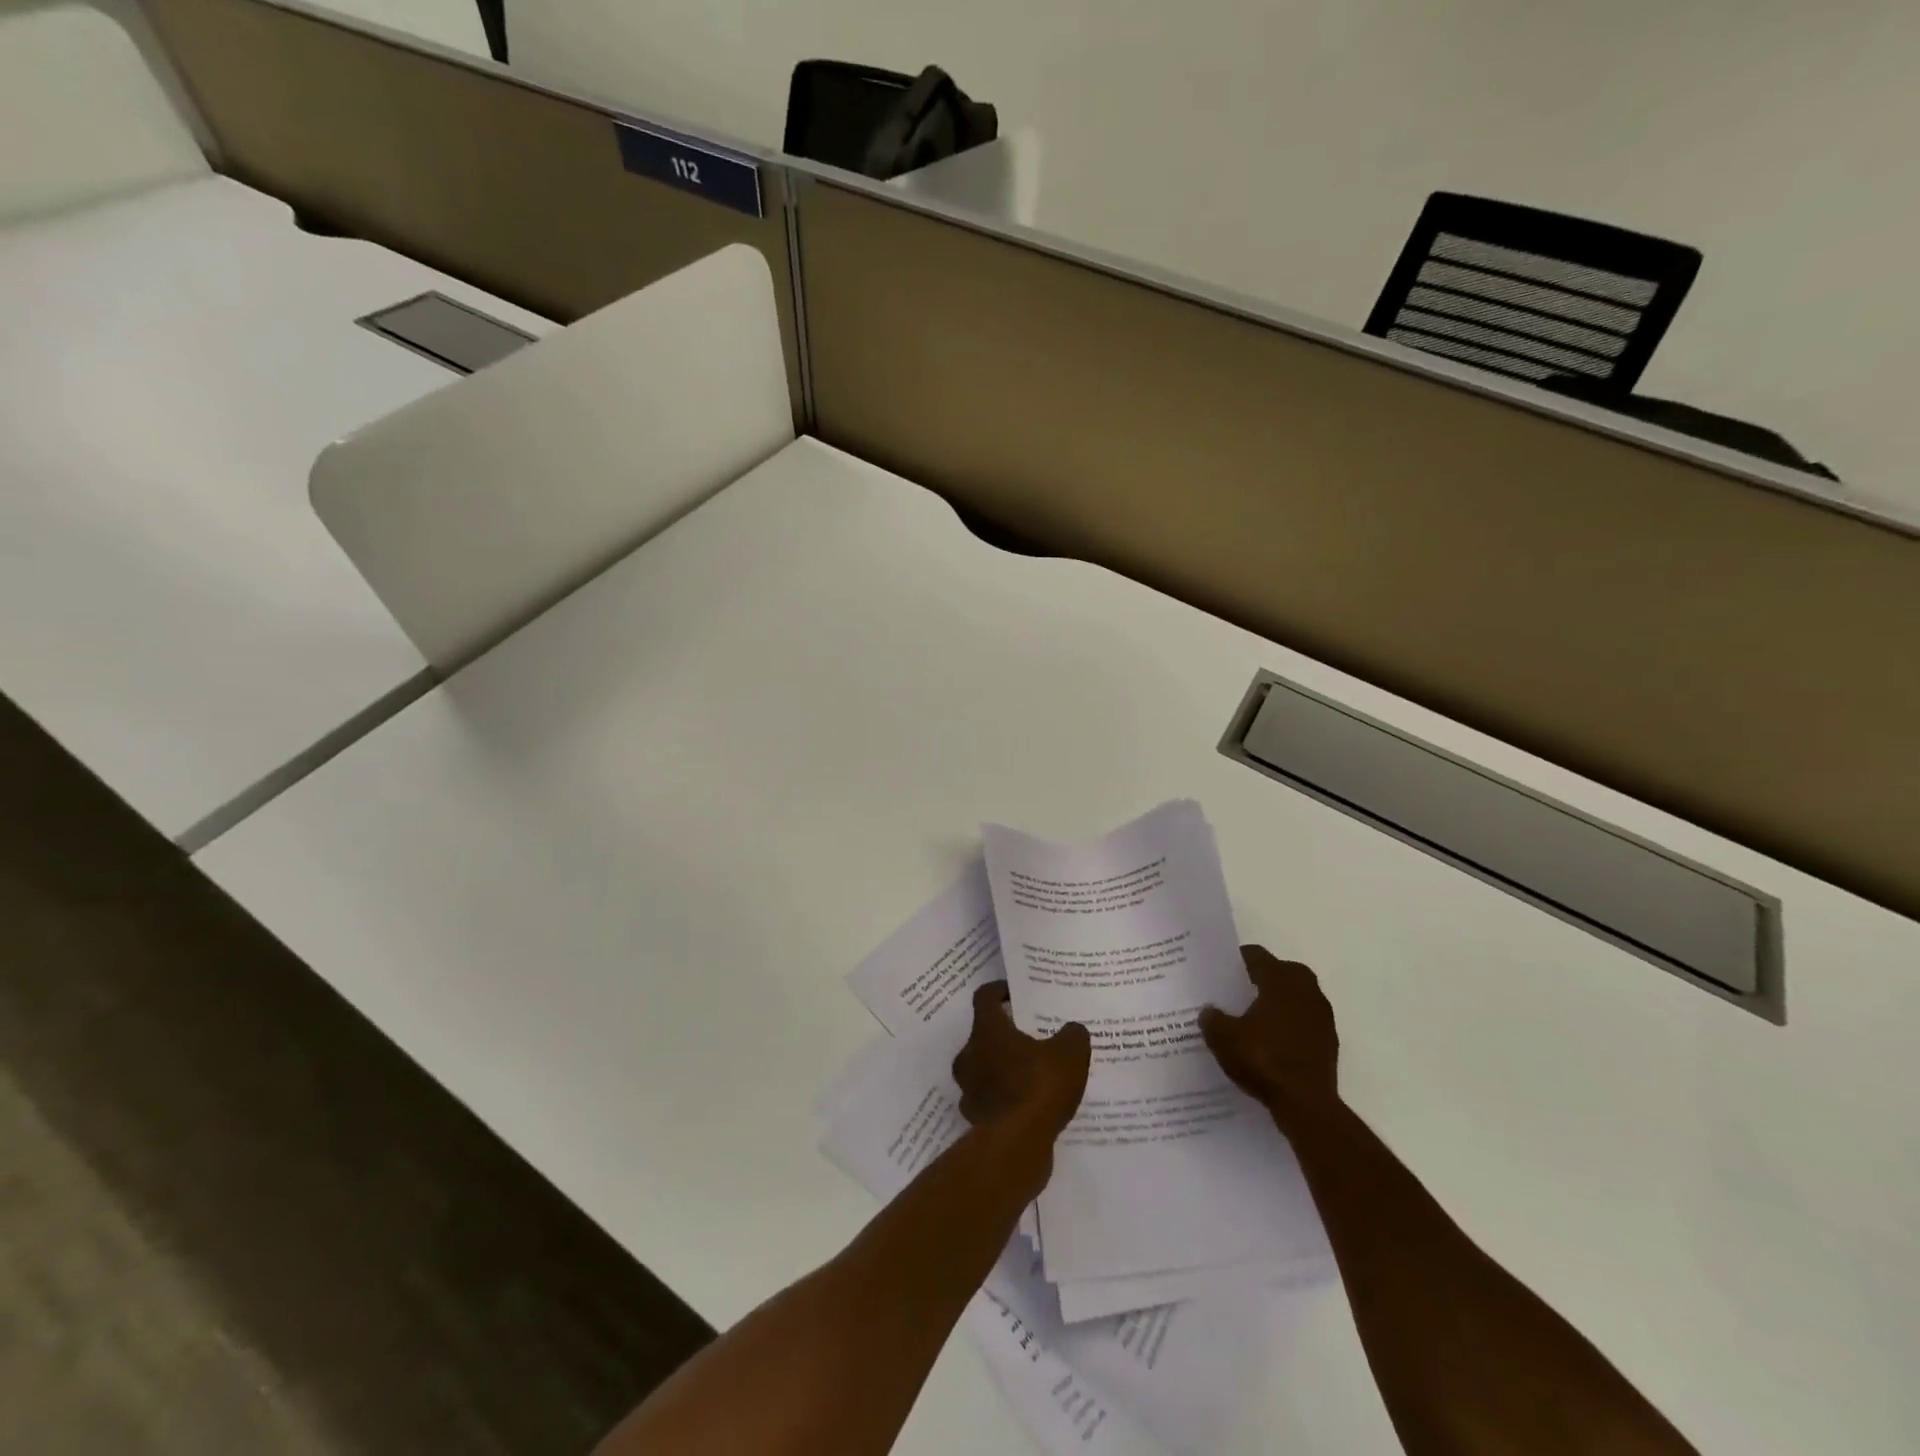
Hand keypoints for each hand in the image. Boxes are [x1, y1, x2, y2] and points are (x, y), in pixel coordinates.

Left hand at [951, 982, 1090, 1136]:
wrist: (1017, 1144)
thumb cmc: (1039, 1086)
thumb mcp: (1070, 1053)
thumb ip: (1072, 1035)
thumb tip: (1072, 1030)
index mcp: (986, 1031)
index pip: (984, 997)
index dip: (999, 991)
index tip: (1014, 993)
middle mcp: (969, 1056)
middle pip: (983, 1036)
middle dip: (1005, 1036)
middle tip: (1031, 1038)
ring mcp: (969, 1090)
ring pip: (985, 1070)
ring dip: (1004, 1069)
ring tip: (1033, 1074)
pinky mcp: (976, 1119)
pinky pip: (992, 1100)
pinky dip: (1007, 1099)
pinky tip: (1031, 1106)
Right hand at [1199, 947, 1339, 1117]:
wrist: (1306, 1105)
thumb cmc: (1263, 1059)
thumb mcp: (1223, 1038)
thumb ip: (1212, 1018)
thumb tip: (1210, 1011)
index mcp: (1280, 980)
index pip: (1257, 955)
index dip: (1237, 960)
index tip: (1221, 970)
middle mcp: (1306, 990)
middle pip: (1282, 971)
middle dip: (1262, 977)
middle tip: (1238, 990)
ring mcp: (1322, 1017)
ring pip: (1297, 997)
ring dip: (1279, 1002)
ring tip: (1253, 1018)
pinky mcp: (1329, 1042)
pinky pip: (1305, 1021)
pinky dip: (1290, 1025)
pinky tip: (1271, 1042)